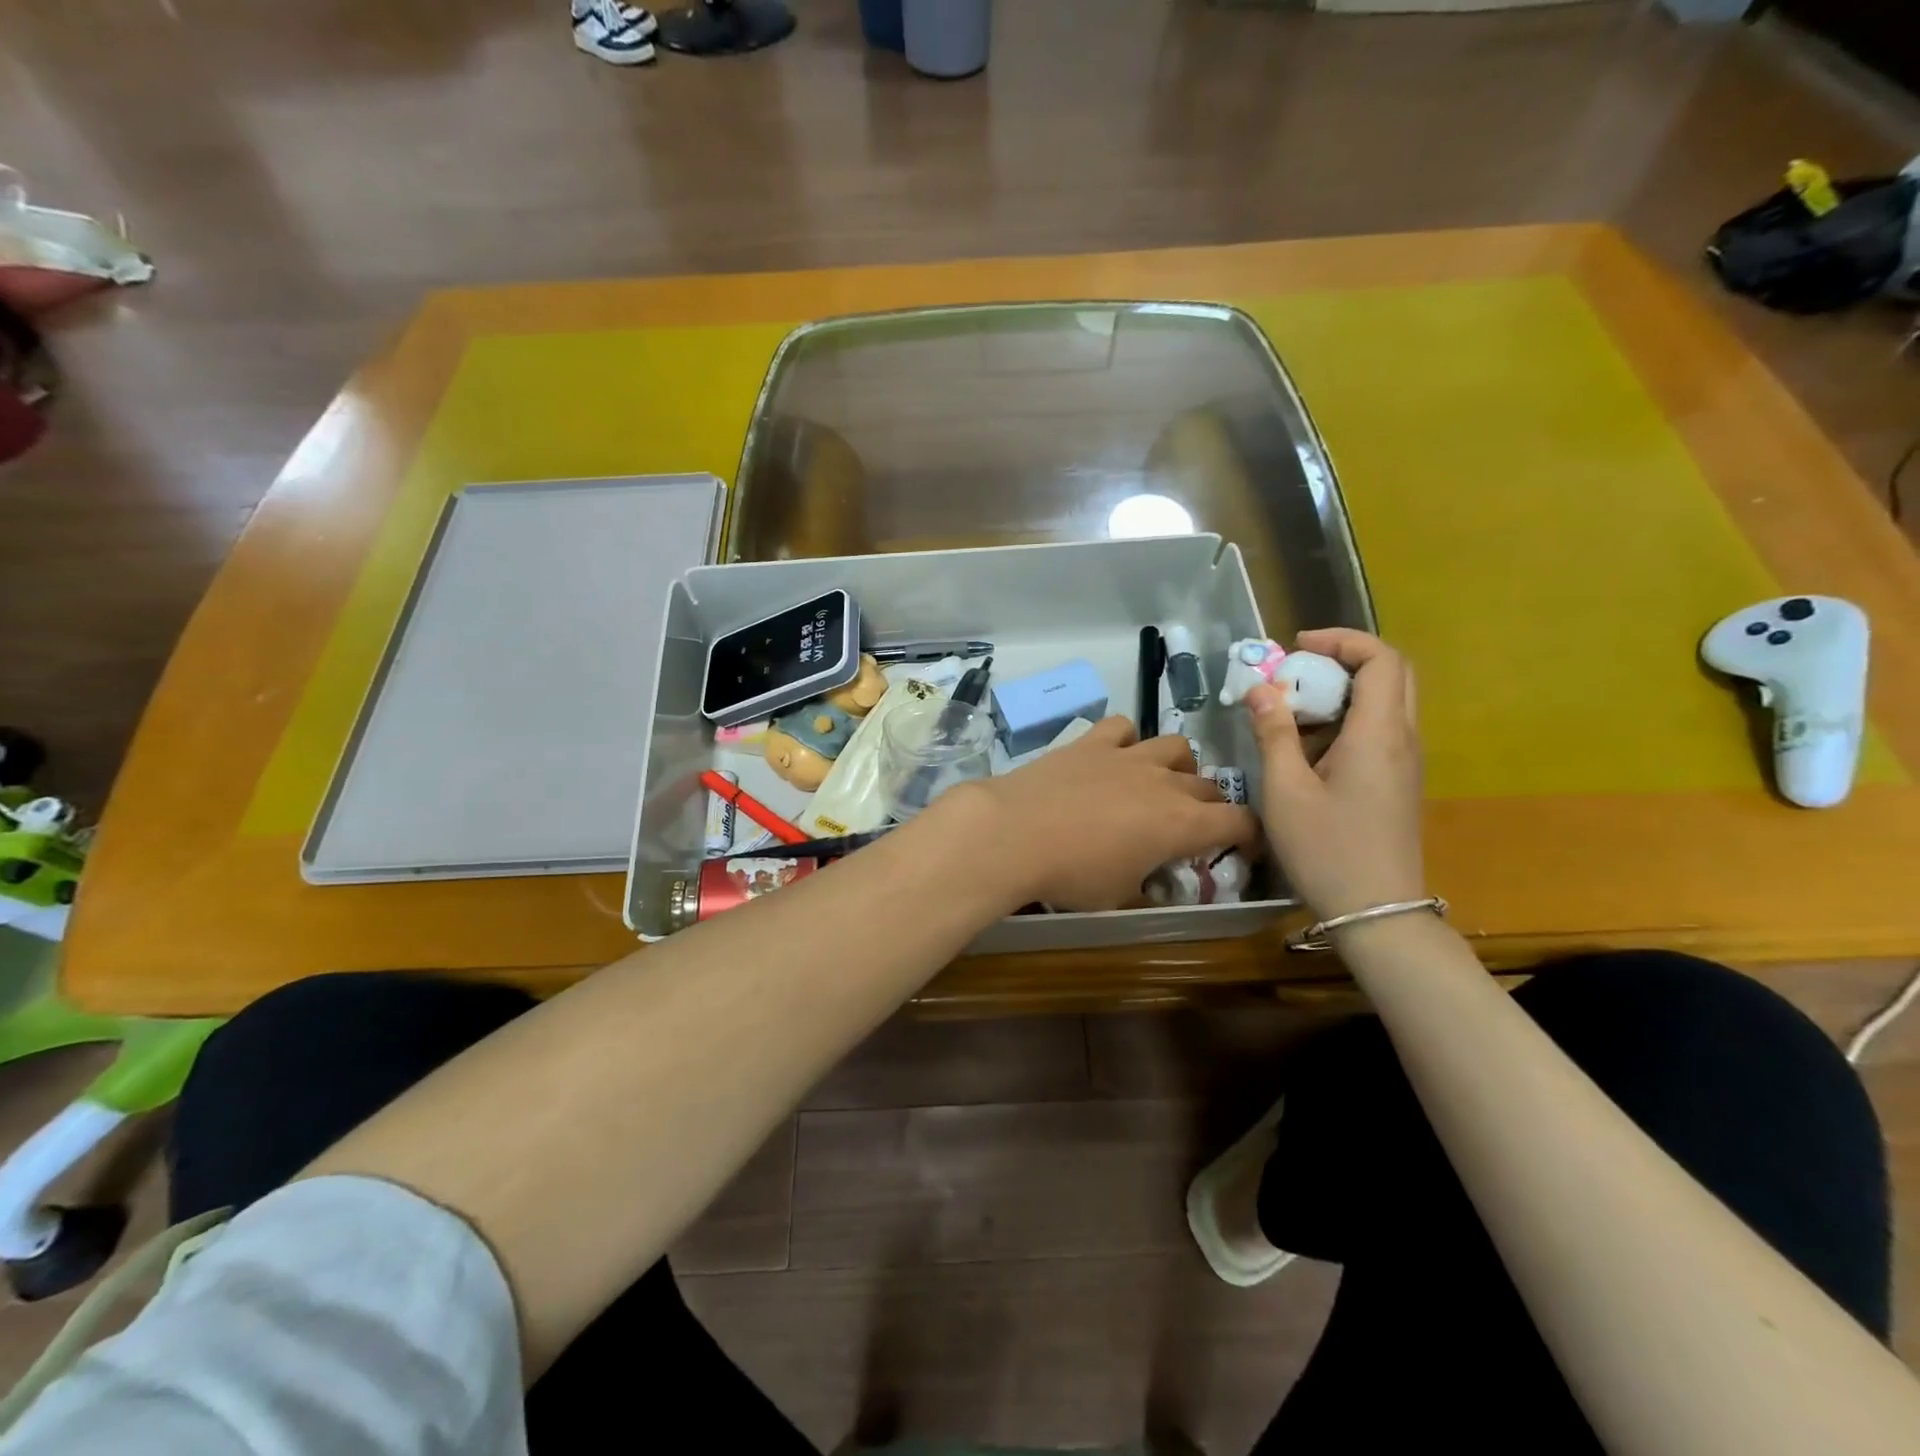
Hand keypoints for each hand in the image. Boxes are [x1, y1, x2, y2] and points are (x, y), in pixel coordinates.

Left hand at [934, 716, 1261, 912]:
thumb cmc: (1071, 875)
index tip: (1239, 847)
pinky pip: (1123, 727)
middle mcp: (1164, 782)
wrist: (1013, 833)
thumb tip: (1155, 887)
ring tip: (1160, 784)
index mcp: (1182, 824)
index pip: (1239, 821)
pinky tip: (1114, 757)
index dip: (1247, 835)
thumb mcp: (1119, 897)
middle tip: (1192, 826)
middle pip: (1209, 786)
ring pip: (1175, 746)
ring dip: (1177, 766)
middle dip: (1210, 806)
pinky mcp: (1092, 742)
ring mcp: (1127, 756)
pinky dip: (1127, 740)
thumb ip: (1147, 888)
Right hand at [1242, 629, 1425, 921]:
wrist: (1377, 912)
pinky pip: (1378, 731)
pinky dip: (1345, 720)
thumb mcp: (1286, 790)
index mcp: (1379, 734)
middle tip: (1298, 670)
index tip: (1296, 646)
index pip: (1381, 659)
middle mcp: (1403, 739)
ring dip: (1342, 691)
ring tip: (1293, 708)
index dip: (1342, 640)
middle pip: (1391, 674)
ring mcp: (1405, 762)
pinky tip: (1307, 748)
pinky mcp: (1397, 782)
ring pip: (1385, 702)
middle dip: (1344, 660)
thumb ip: (1273, 733)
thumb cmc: (1327, 849)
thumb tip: (1260, 689)